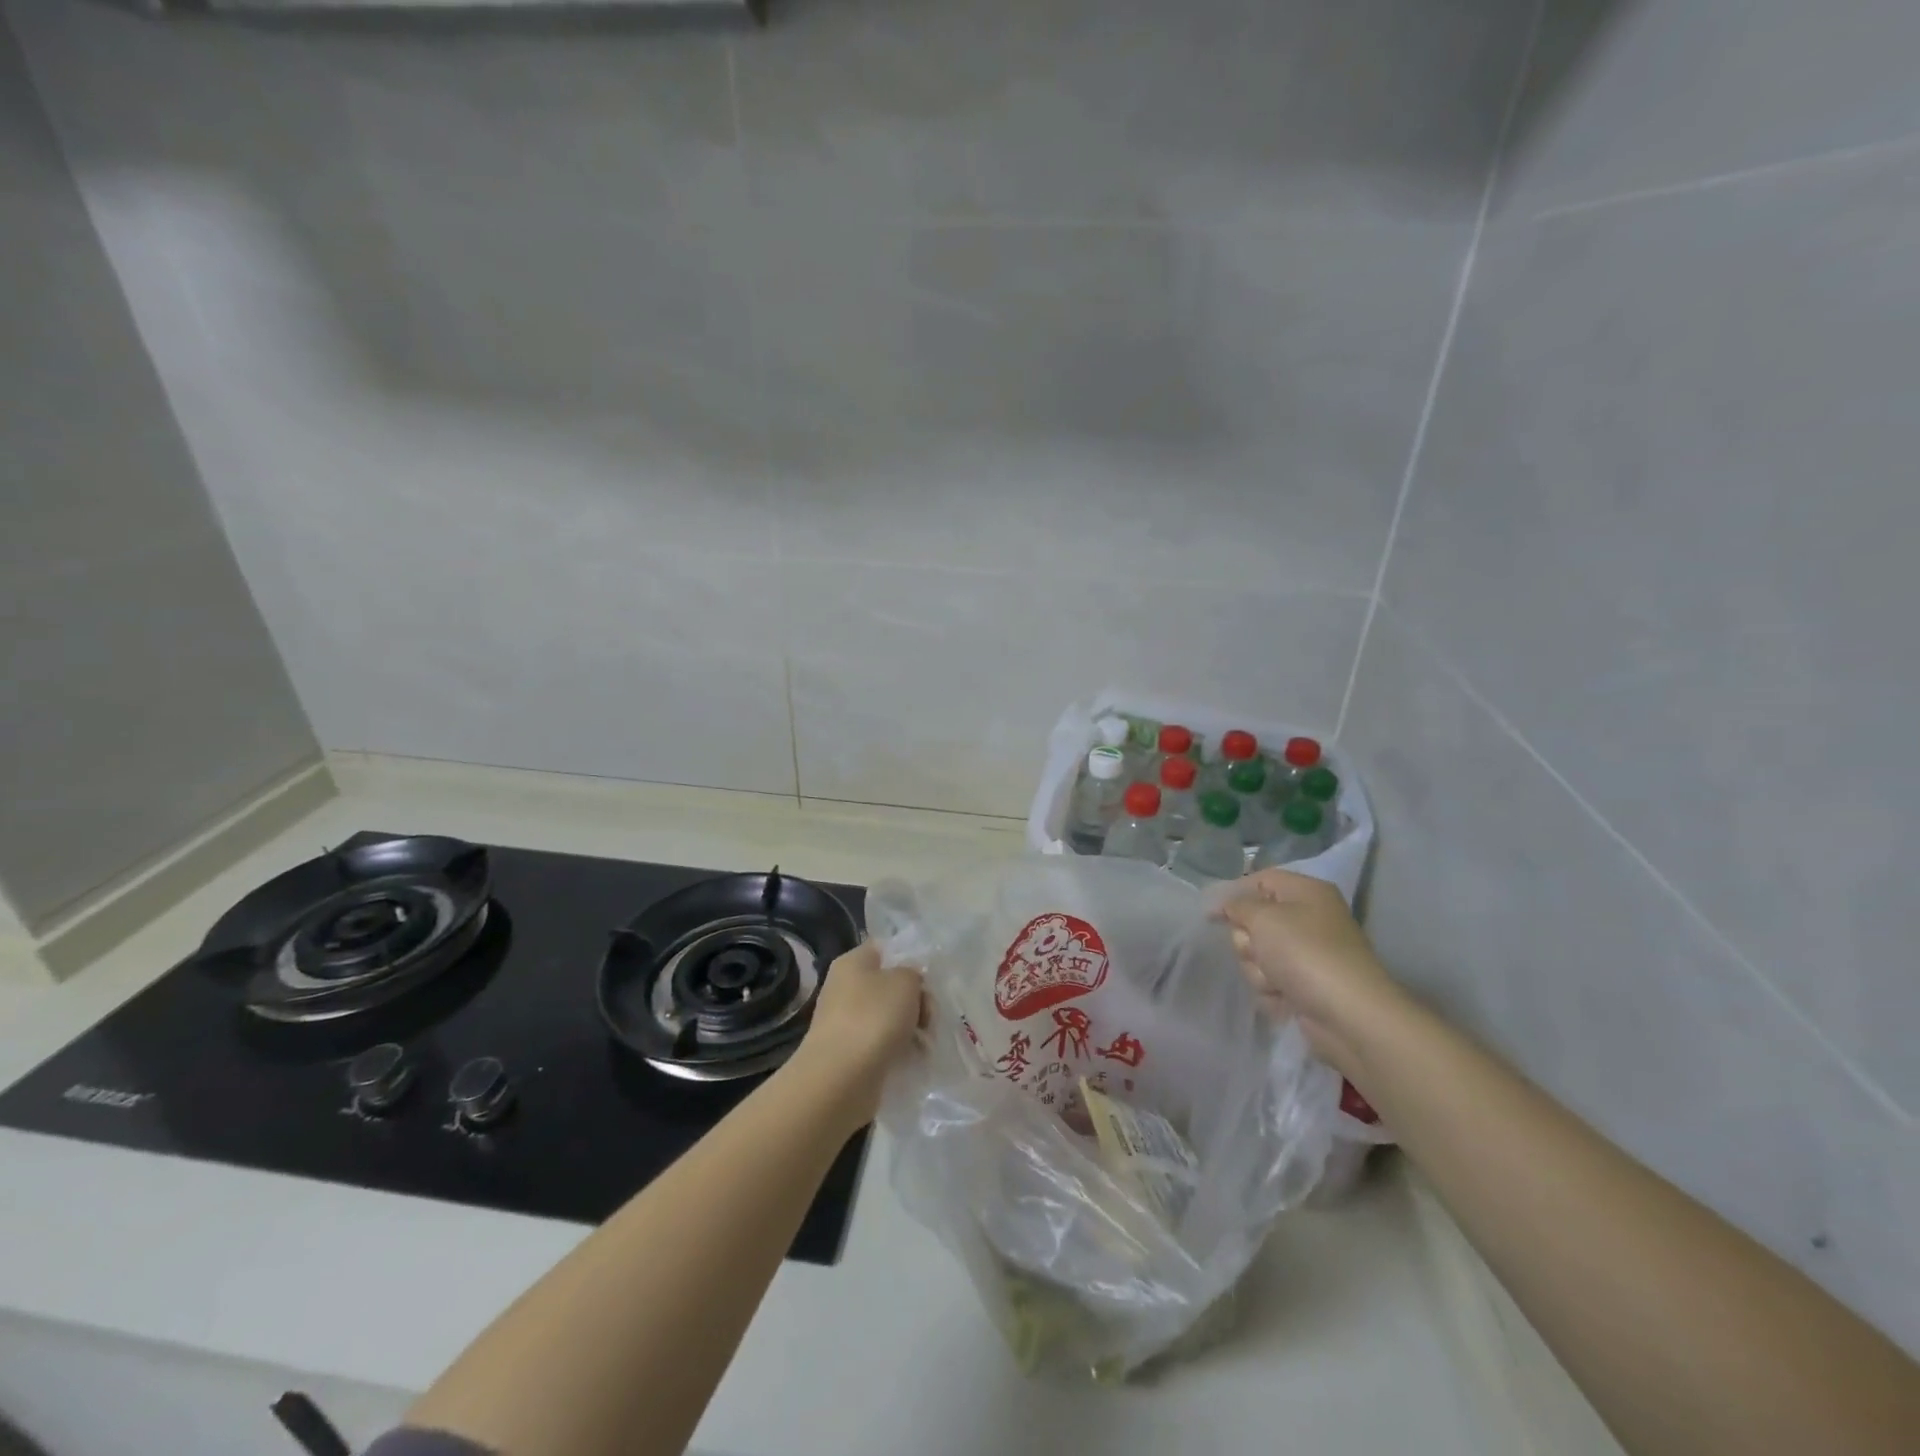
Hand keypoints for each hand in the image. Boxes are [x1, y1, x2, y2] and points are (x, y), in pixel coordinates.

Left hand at [789, 942, 924, 1129]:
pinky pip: (882, 1044)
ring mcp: (845, 1022)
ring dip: (910, 1028)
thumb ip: (913, 973)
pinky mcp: (850, 1053)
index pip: (884, 950)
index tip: (929, 980)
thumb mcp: (905, 981)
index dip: (909, 960)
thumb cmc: (873, 1017)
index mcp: (852, 962)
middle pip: (890, 986)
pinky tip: (912, 1059)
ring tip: (925, 1043)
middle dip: (916, 1000)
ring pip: (889, 1017)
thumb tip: (909, 983)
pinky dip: (898, 1050)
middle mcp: (844, 988)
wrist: (842, 1078)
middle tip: (930, 1017)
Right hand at [1217, 870, 1400, 1079]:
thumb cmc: (1305, 953)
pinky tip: (1286, 999)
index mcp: (1306, 893)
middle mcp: (1308, 919)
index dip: (1234, 894)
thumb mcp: (1263, 917)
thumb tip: (1226, 905)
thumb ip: (1238, 905)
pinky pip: (1270, 981)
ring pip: (1258, 955)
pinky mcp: (1305, 986)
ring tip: (1277, 981)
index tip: (1212, 915)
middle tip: (1259, 951)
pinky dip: (1273, 992)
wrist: (1349, 1015)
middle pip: (1254, 922)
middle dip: (1248, 941)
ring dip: (1259, 970)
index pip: (1261, 880)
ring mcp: (1307, 955)